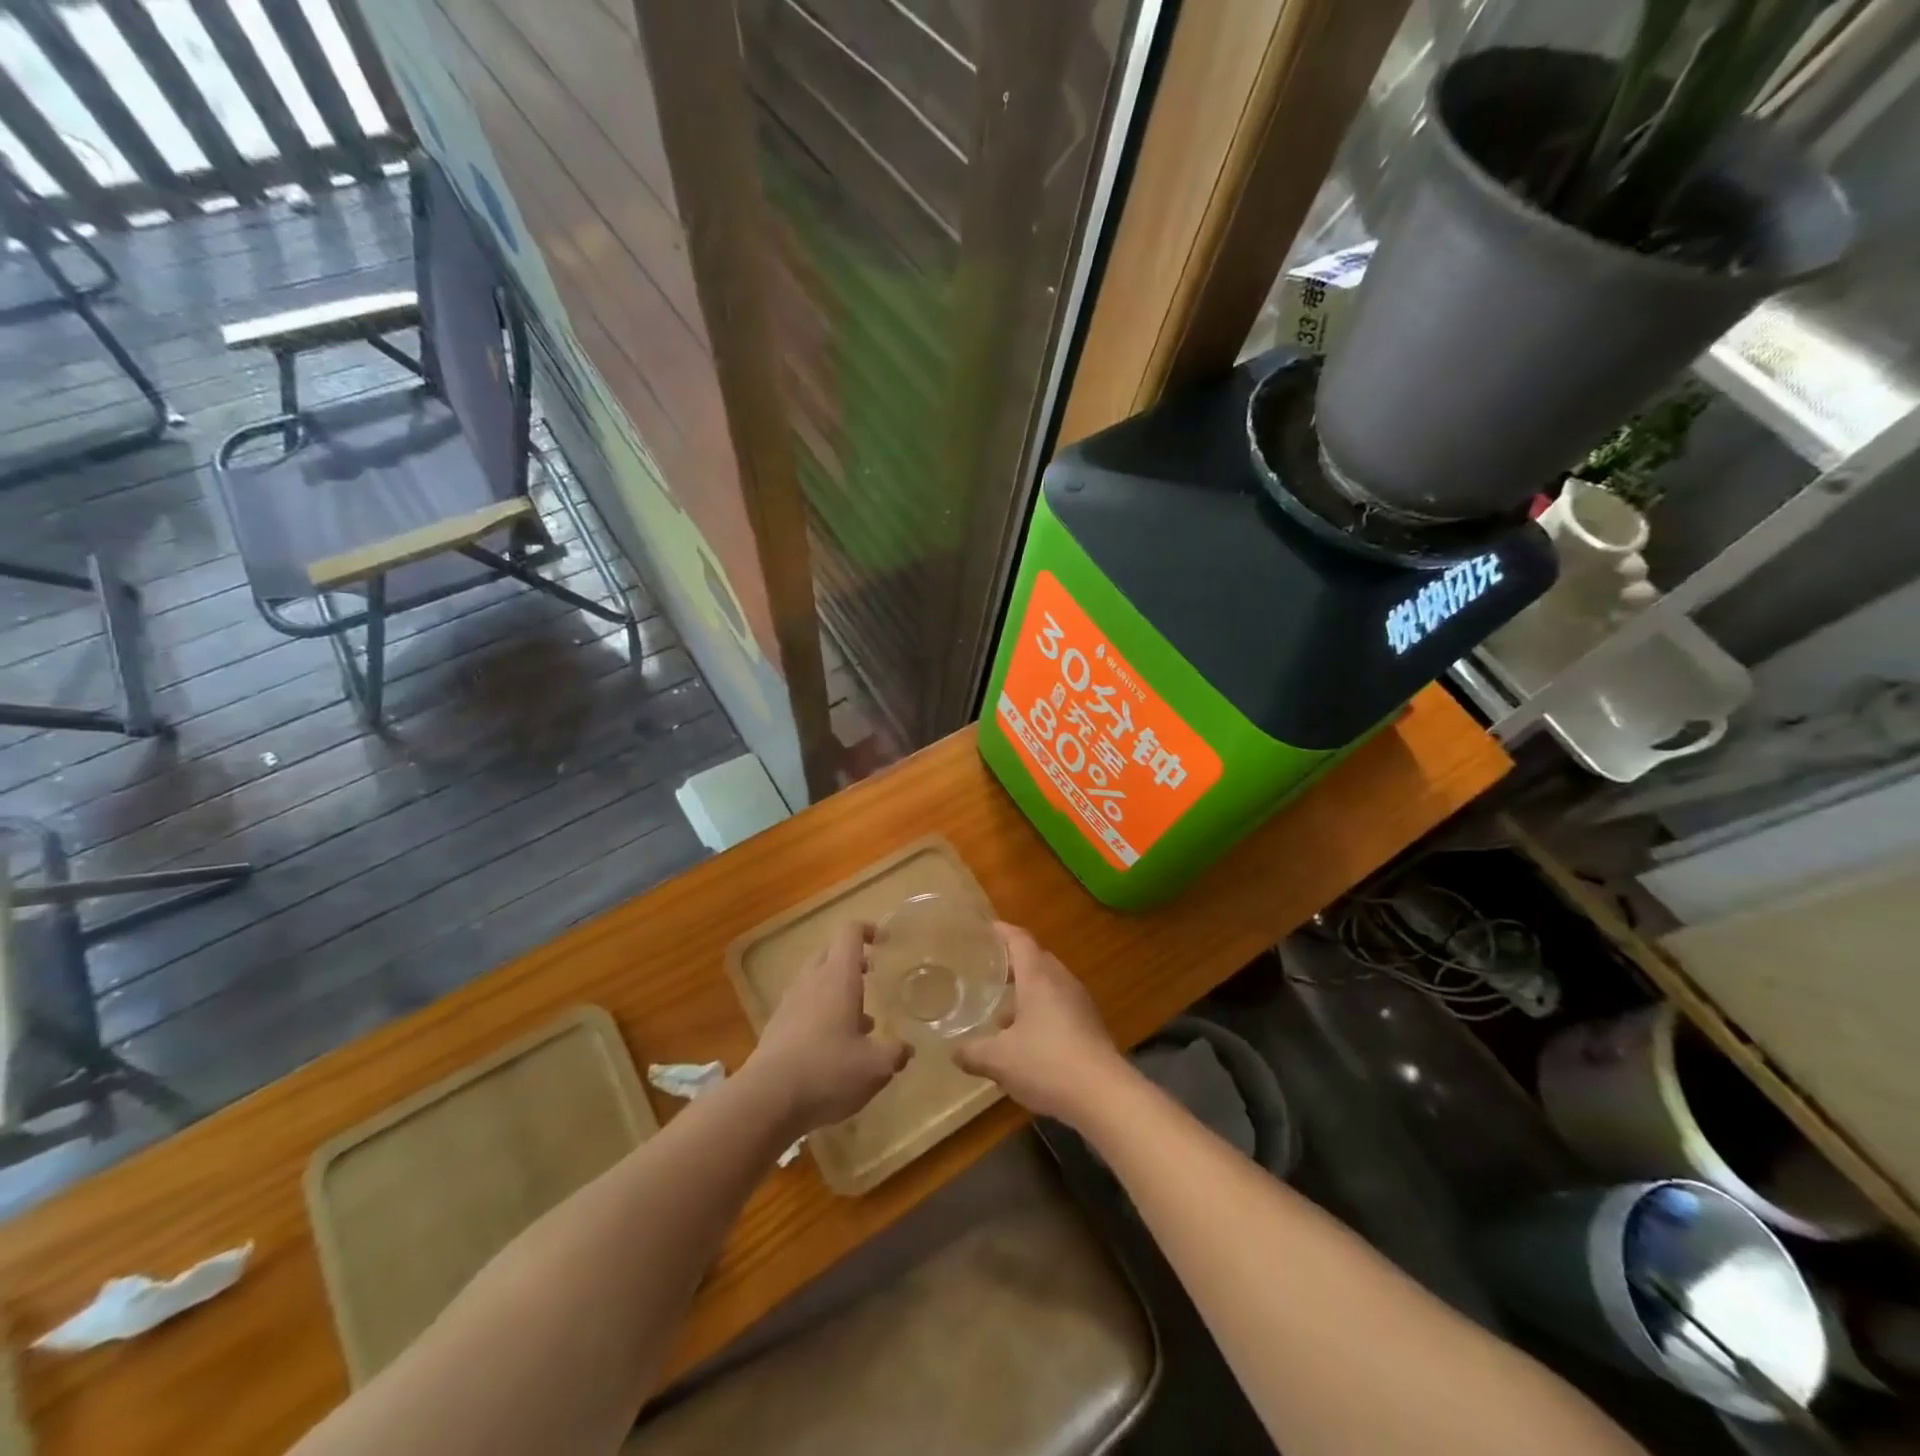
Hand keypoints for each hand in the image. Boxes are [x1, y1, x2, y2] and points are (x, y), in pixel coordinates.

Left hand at [746, 921, 910, 1136]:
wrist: (766, 1100)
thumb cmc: (828, 1071)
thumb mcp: (875, 1067)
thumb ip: (895, 1053)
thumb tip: (906, 1048)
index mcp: (838, 977)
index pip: (849, 932)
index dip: (867, 929)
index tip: (883, 941)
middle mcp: (812, 981)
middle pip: (829, 951)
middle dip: (851, 958)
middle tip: (871, 974)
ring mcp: (790, 1002)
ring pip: (815, 979)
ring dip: (836, 989)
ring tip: (859, 1020)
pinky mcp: (776, 1026)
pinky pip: (802, 1005)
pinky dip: (820, 1012)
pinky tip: (833, 1045)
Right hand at [954, 923, 1128, 1126]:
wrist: (1104, 1095)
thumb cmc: (1047, 1063)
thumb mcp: (999, 1060)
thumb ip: (973, 1052)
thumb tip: (954, 1051)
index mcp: (1039, 977)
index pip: (1020, 940)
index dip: (1001, 931)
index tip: (984, 930)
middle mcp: (1061, 982)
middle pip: (1036, 959)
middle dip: (1012, 963)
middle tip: (987, 970)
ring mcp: (1079, 1003)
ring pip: (1049, 985)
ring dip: (1026, 991)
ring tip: (1001, 1011)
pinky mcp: (1090, 1026)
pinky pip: (1060, 1006)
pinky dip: (1041, 1011)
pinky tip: (1026, 1040)